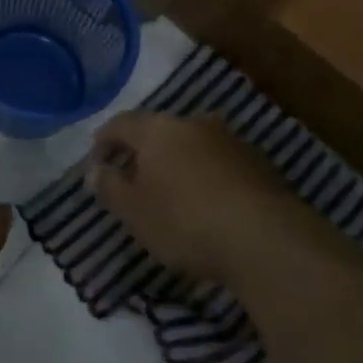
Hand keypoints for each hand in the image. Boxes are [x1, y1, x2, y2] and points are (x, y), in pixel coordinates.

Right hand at [87, 113, 314, 283]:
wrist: (267, 240)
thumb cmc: (186, 221)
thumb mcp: (134, 211)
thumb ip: (109, 187)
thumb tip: (95, 171)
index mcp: (158, 128)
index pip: (120, 123)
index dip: (103, 141)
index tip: (96, 165)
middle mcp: (193, 123)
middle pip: (158, 131)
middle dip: (142, 152)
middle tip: (131, 180)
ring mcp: (230, 141)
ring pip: (191, 145)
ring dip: (176, 164)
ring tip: (169, 194)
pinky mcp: (258, 164)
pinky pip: (218, 163)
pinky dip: (204, 177)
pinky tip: (205, 203)